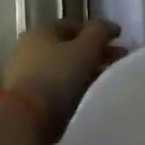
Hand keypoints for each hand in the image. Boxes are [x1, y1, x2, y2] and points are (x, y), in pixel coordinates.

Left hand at [1, 19, 124, 130]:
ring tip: (106, 82)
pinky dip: (73, 90)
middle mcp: (29, 49)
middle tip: (117, 62)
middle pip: (69, 48)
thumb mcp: (86, 48)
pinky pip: (57, 88)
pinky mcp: (27, 99)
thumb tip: (110, 26)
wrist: (26, 119)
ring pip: (64, 69)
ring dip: (85, 72)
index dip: (98, 32)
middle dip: (95, 53)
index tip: (118, 43)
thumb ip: (100, 32)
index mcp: (41, 31)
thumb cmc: (57, 75)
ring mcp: (25, 75)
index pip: (75, 25)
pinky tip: (87, 96)